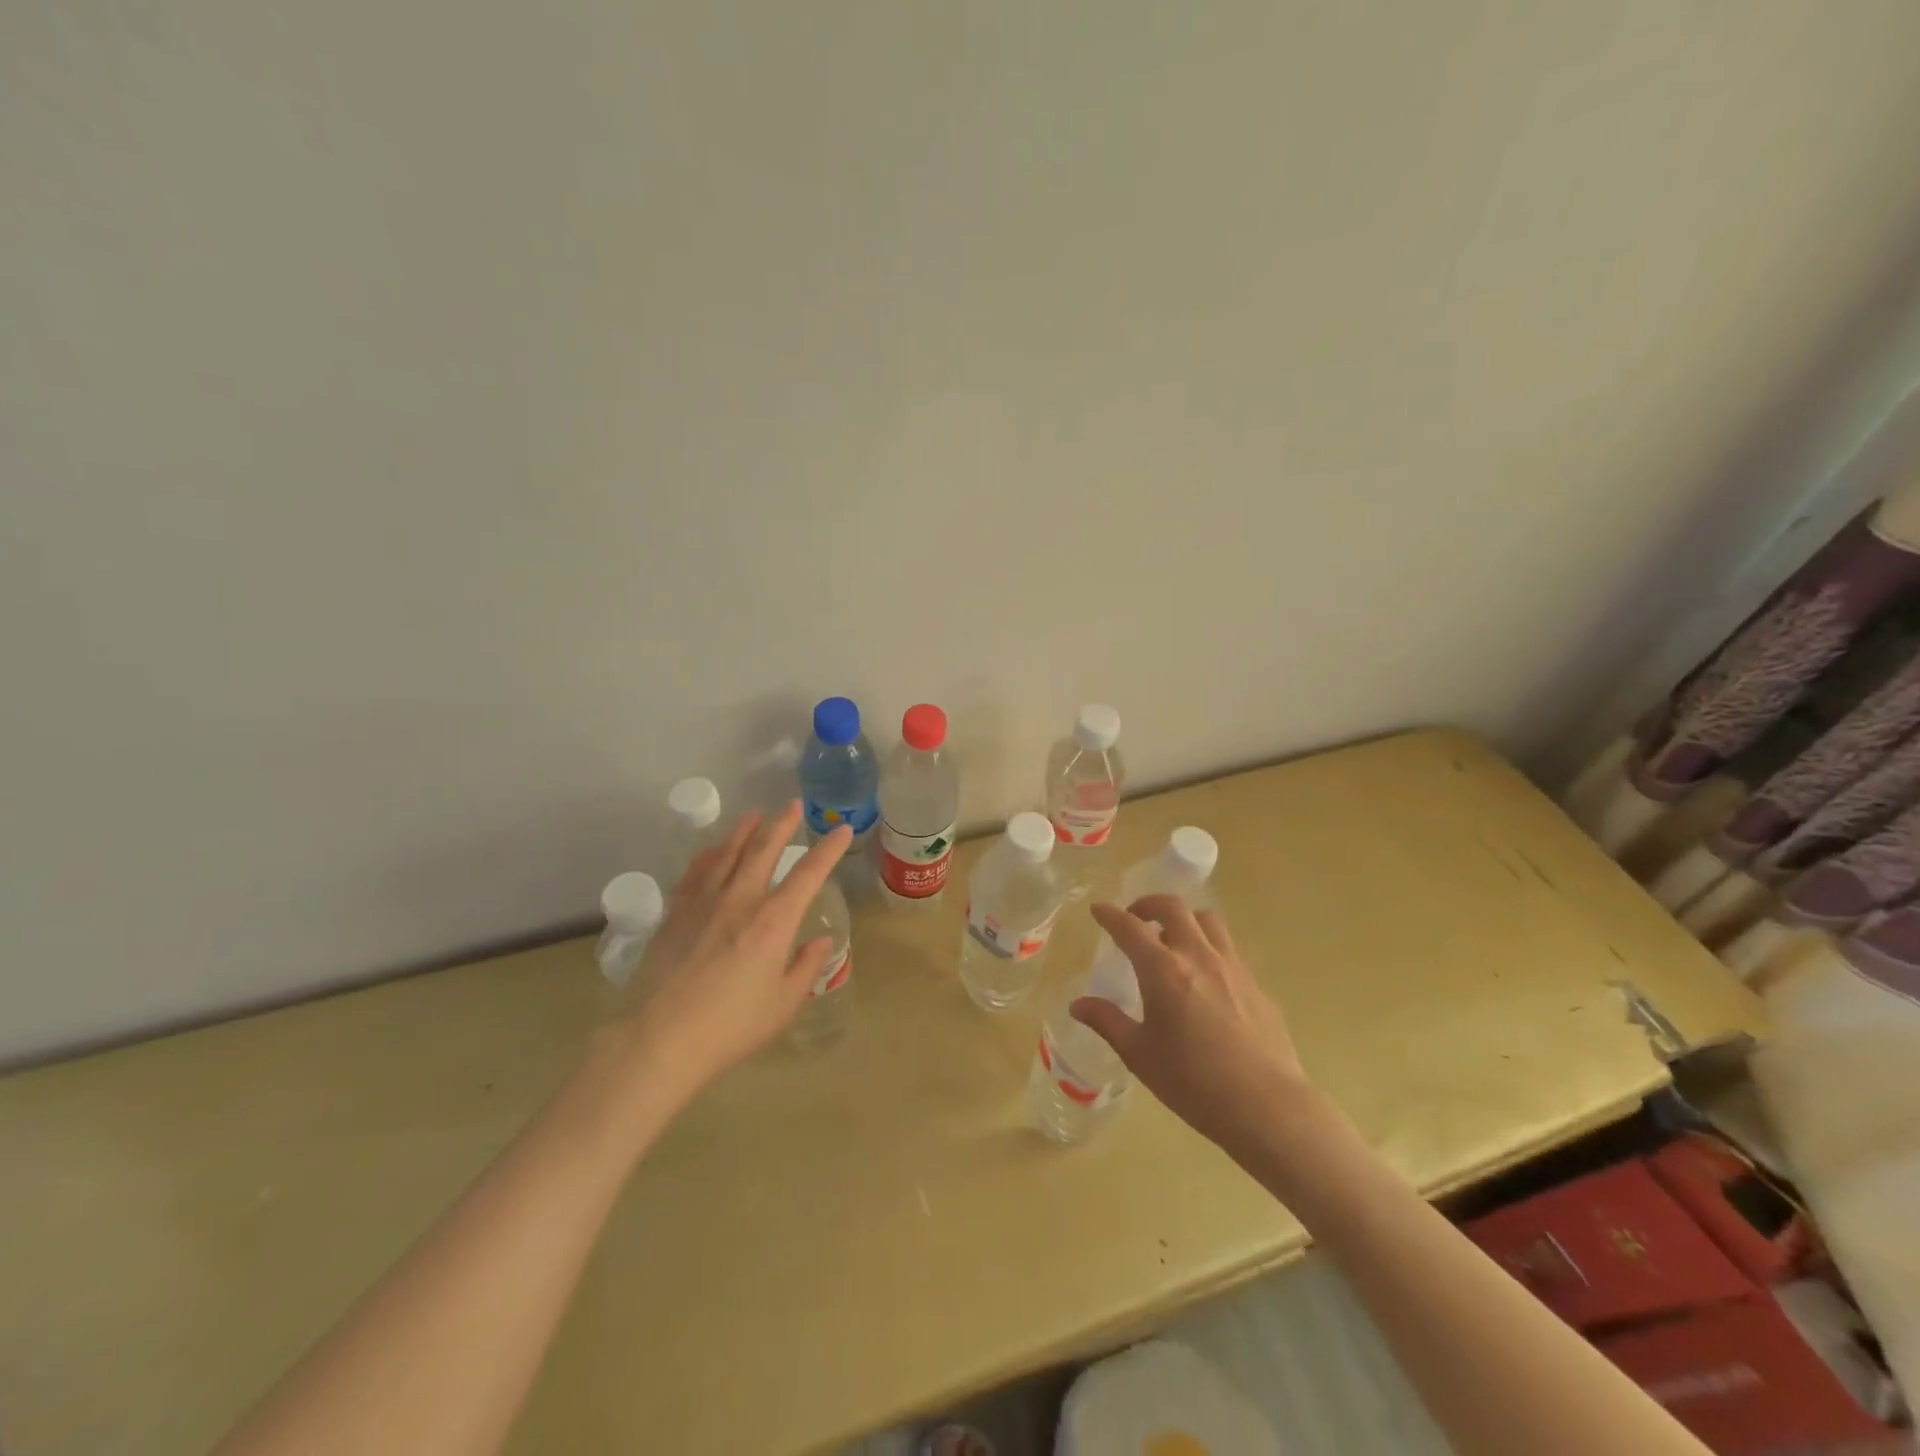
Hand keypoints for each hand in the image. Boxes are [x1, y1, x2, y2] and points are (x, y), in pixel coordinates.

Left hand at [617, 802, 849, 1098]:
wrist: (660, 1039)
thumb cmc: (731, 1026)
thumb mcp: (783, 1004)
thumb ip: (805, 968)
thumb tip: (820, 942)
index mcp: (774, 921)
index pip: (808, 874)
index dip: (828, 850)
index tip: (841, 831)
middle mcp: (740, 900)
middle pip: (764, 850)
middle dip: (782, 824)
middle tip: (793, 805)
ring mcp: (703, 903)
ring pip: (727, 853)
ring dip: (744, 831)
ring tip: (754, 814)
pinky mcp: (675, 914)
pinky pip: (694, 873)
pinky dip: (708, 856)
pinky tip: (712, 850)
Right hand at [1072, 895, 1311, 1160]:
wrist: (1266, 1105)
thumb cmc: (1192, 1081)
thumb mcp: (1139, 1055)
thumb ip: (1107, 1022)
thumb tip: (1078, 1005)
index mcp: (1163, 970)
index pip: (1129, 928)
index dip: (1110, 915)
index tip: (1098, 910)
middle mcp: (1198, 956)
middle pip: (1173, 908)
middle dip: (1149, 904)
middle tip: (1136, 918)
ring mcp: (1233, 967)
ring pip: (1208, 921)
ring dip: (1185, 920)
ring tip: (1174, 940)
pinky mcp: (1257, 985)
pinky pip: (1230, 950)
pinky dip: (1210, 949)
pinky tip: (1207, 980)